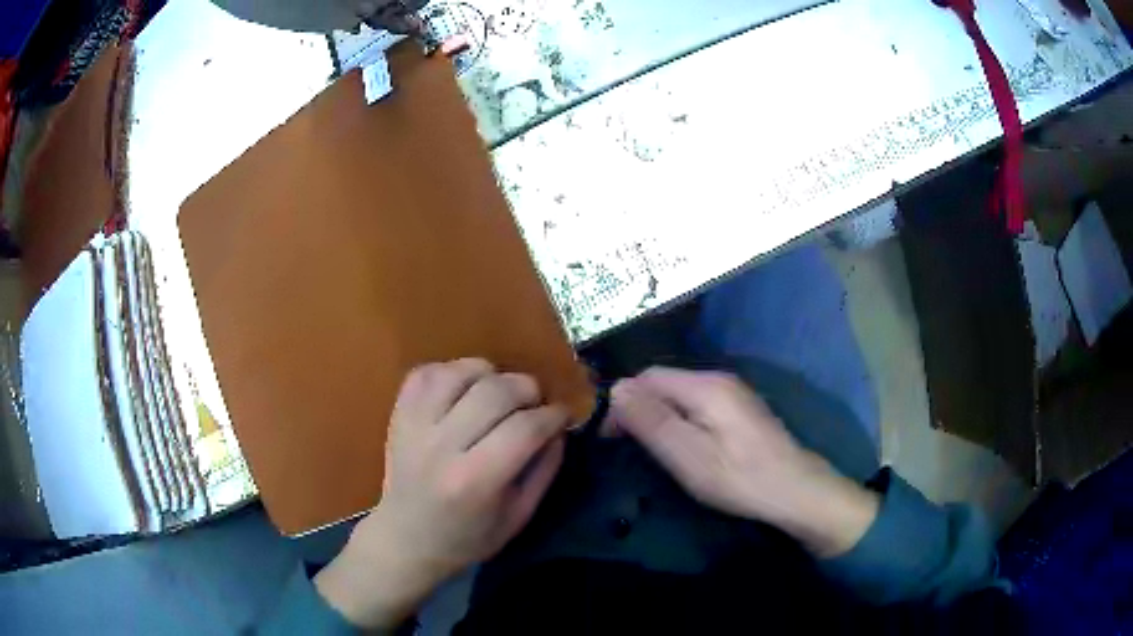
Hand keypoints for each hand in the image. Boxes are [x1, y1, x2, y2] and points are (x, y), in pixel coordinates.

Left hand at [316, 359, 568, 628]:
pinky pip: (429, 372)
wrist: (406, 538)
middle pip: (496, 391)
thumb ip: (545, 469)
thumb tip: (560, 426)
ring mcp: (415, 425)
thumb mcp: (519, 516)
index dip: (554, 415)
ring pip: (462, 372)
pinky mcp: (399, 413)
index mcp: (474, 481)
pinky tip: (466, 390)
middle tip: (535, 404)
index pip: (525, 428)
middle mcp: (441, 446)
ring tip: (499, 395)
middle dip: (529, 389)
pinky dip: (454, 372)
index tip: (563, 415)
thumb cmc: (468, 537)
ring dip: (492, 376)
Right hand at [611, 367, 878, 557]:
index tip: (608, 437)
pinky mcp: (742, 410)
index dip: (621, 402)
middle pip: (664, 382)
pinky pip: (698, 404)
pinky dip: (680, 420)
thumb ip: (651, 421)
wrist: (796, 491)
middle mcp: (720, 379)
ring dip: (658, 415)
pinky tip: (683, 445)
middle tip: (627, 447)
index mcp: (705, 385)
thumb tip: (616, 388)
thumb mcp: (687, 455)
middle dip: (639, 408)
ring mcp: (734, 393)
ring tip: (650, 448)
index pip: (647, 377)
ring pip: (681, 394)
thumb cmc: (739, 477)